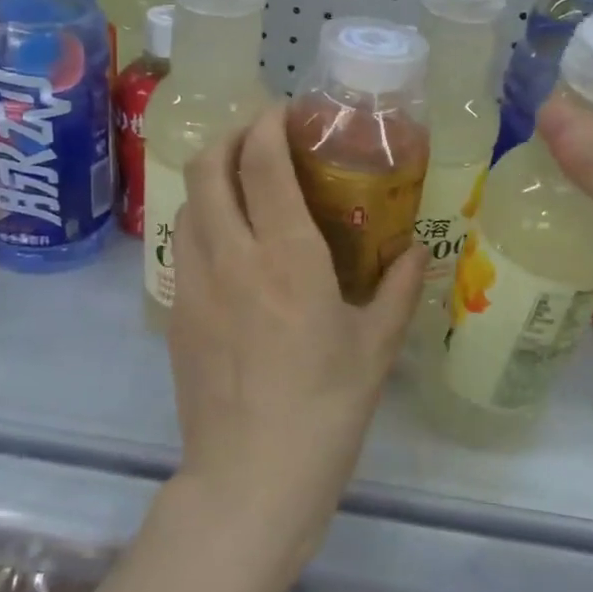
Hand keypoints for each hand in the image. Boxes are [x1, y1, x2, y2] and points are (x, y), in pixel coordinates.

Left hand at [166, 106, 426, 571]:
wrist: (250, 478)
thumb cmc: (325, 410)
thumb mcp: (375, 347)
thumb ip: (397, 289)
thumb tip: (415, 253)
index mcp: (286, 255)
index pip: (261, 161)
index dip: (268, 124)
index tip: (284, 113)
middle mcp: (231, 255)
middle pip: (209, 166)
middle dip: (230, 136)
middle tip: (260, 140)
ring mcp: (194, 282)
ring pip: (189, 201)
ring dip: (212, 176)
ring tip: (242, 183)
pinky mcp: (177, 312)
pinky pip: (184, 243)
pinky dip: (204, 220)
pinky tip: (231, 244)